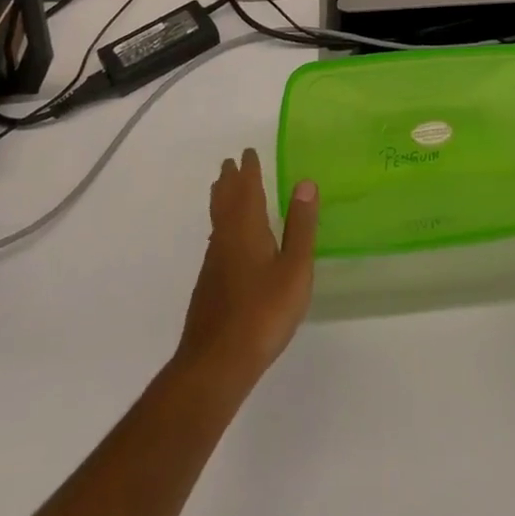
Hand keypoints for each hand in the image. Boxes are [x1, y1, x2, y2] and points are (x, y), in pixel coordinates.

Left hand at [176, 148, 317, 391]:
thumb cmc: (263, 312)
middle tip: (230, 163)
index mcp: (246, 230)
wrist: (216, 363)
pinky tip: (227, 241)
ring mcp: (214, 264)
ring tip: (225, 190)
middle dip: (229, 181)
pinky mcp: (210, 286)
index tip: (247, 152)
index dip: (248, 170)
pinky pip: (216, 240)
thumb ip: (300, 226)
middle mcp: (225, 240)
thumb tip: (305, 183)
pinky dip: (221, 225)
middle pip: (224, 201)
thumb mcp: (294, 268)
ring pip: (216, 221)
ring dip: (222, 200)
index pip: (246, 190)